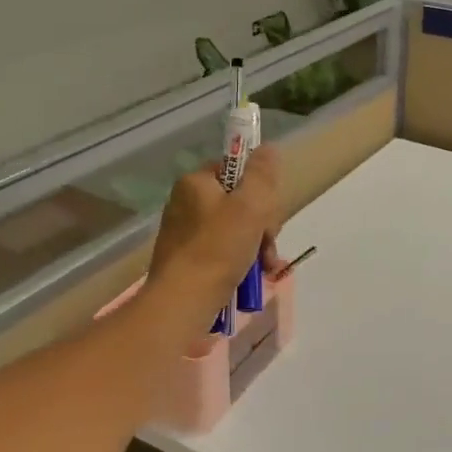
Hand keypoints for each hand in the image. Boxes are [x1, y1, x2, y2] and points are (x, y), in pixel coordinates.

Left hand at [147, 146, 282, 322]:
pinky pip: (223, 250)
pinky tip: (252, 277)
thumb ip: (262, 174)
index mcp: (196, 182)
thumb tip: (268, 148)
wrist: (182, 303)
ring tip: (265, 268)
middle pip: (240, 201)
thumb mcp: (250, 206)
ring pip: (235, 229)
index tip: (269, 214)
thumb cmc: (218, 249)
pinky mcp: (186, 259)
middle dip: (262, 224)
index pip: (237, 171)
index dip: (260, 190)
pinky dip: (240, 261)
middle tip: (268, 245)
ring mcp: (184, 232)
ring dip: (256, 245)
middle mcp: (186, 202)